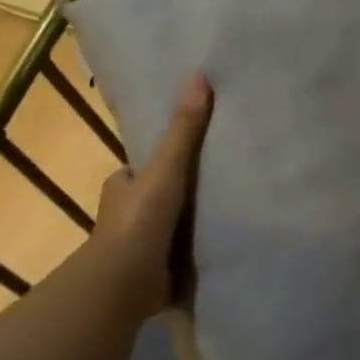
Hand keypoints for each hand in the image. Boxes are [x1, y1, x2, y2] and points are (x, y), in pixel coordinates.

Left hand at [88, 74, 212, 317]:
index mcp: (123, 186)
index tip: (196, 150)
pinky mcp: (159, 270)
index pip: (143, 166)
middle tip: (226, 177)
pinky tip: (228, 241)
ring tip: (237, 207)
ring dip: (195, 220)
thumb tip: (199, 77)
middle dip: (184, 190)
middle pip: (161, 193)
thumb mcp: (166, 168)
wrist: (124, 283)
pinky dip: (200, 247)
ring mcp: (144, 245)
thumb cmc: (139, 221)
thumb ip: (185, 130)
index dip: (165, 158)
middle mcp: (130, 214)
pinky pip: (184, 251)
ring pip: (173, 223)